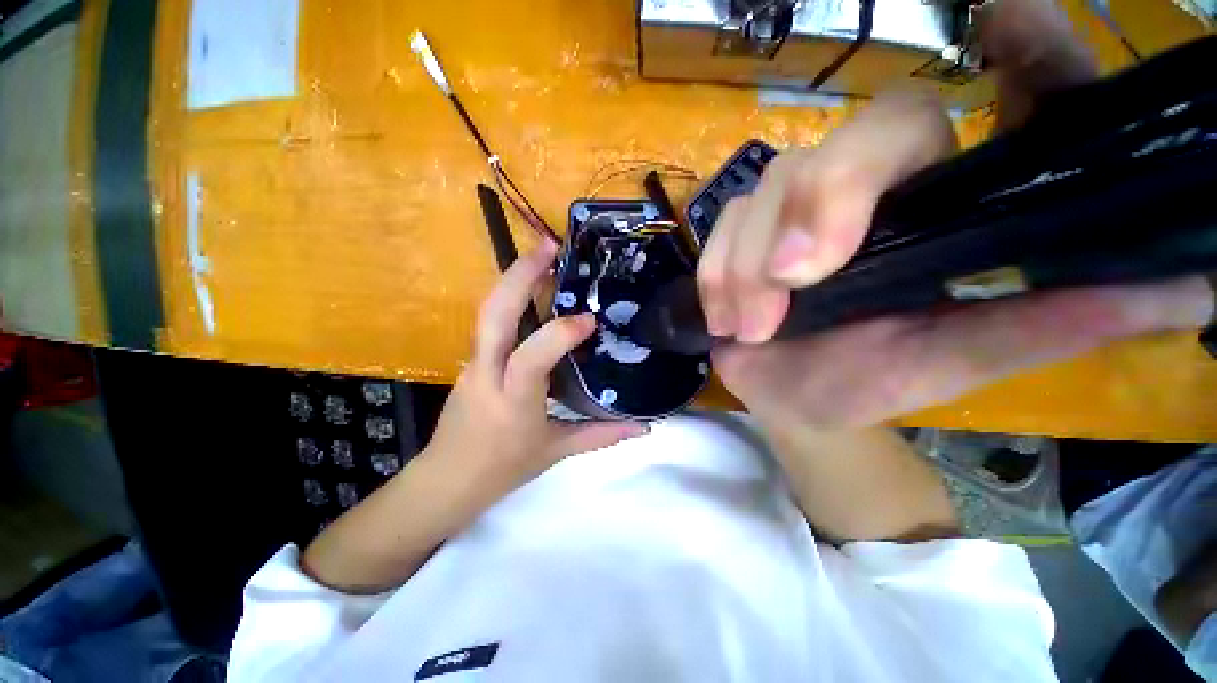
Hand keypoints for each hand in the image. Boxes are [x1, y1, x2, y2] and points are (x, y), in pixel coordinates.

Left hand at [423, 241, 646, 505]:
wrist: (447, 479)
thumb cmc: (503, 467)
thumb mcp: (556, 451)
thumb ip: (602, 435)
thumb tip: (643, 427)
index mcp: (512, 400)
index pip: (531, 359)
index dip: (560, 334)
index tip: (589, 320)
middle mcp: (487, 373)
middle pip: (494, 314)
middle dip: (520, 275)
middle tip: (550, 246)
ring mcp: (474, 362)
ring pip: (488, 311)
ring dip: (514, 278)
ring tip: (543, 256)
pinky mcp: (472, 360)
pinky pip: (491, 323)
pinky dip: (511, 299)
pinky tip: (532, 290)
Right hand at [698, 0, 1214, 429]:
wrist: (796, 401)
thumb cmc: (873, 382)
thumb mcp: (963, 358)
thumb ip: (1053, 320)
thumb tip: (1195, 287)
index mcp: (944, 203)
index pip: (987, 106)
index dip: (1019, 55)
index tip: (1010, 26)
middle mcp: (869, 187)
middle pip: (848, 140)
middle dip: (818, 202)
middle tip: (799, 279)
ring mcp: (792, 210)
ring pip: (766, 189)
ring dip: (750, 265)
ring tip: (756, 326)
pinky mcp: (740, 237)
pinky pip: (720, 232)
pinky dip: (718, 276)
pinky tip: (729, 318)